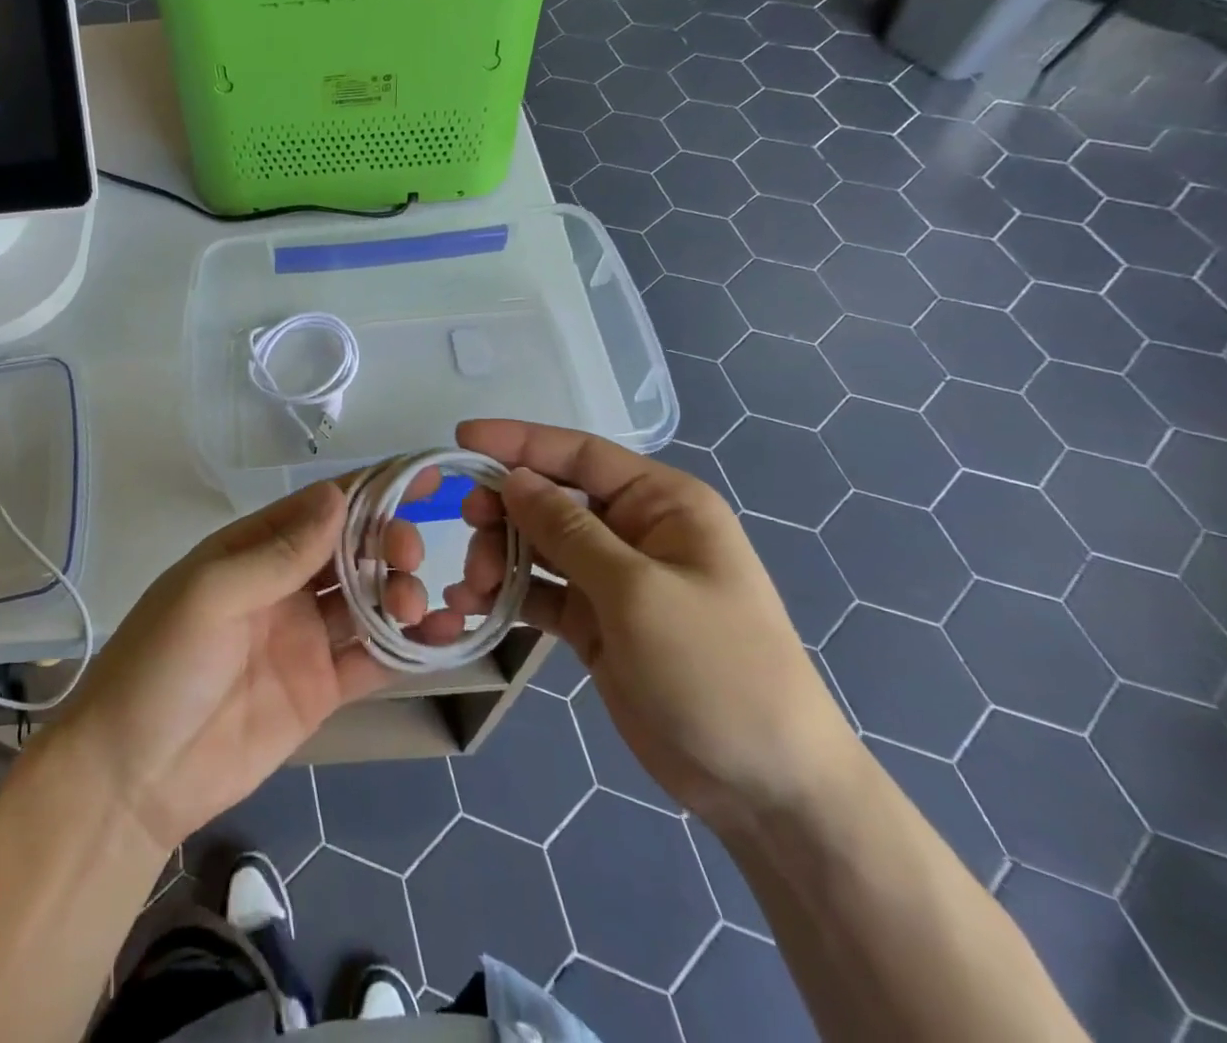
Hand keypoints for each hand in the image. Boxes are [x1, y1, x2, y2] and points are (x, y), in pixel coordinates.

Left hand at [43, 479, 430, 853]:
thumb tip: (338, 496)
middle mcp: (284, 585)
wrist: (131, 779)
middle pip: (351, 548)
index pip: (319, 507)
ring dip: (401, 590)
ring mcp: (305, 637)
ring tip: (414, 603)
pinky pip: (373, 658)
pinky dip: (408, 646)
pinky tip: (440, 636)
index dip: (369, 488)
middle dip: (388, 541)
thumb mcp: (210, 596)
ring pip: (369, 598)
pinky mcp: (321, 689)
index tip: (421, 477)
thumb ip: (278, 552)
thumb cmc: (161, 667)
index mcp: (253, 549)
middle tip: (410, 554)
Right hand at [433, 419, 856, 828]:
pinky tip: (473, 606)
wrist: (766, 788)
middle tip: (466, 530)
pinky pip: (541, 592)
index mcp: (662, 504)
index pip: (579, 454)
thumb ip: (568, 530)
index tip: (461, 439)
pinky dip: (507, 594)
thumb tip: (514, 479)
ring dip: (499, 556)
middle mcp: (635, 531)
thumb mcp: (637, 591)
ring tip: (473, 588)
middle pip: (551, 498)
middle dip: (504, 510)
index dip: (519, 442)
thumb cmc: (716, 670)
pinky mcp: (596, 623)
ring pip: (539, 545)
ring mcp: (614, 579)